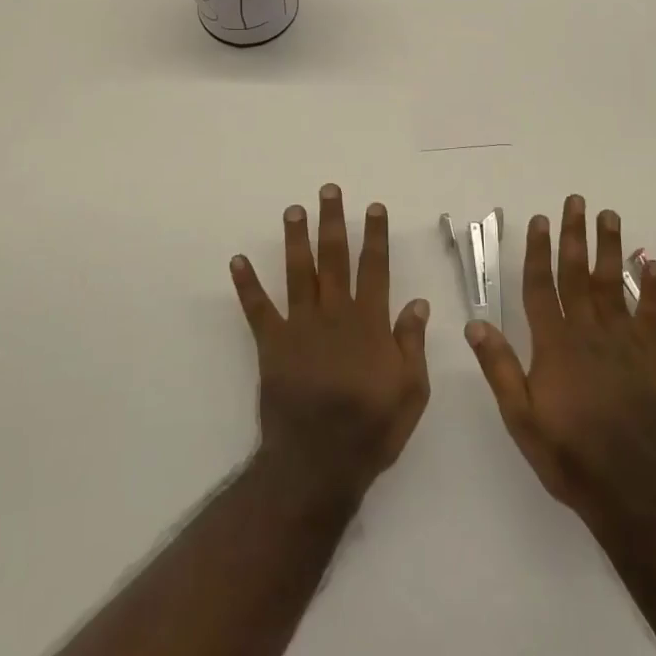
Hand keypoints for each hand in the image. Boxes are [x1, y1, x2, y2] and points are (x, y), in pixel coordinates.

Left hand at [230, 185, 430, 506]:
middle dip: (333, 222)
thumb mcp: (411, 391)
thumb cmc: (371, 428)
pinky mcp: (272, 344)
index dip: (375, 236)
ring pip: (299, 272)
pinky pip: (257, 309)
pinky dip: (246, 284)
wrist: (318, 464)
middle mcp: (334, 314)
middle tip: (328, 191)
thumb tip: (418, 302)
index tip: (373, 207)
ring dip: (296, 239)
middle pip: (334, 258)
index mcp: (369, 323)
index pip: (375, 268)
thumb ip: (412, 343)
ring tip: (293, 209)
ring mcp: (300, 327)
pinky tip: (237, 260)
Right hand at [466, 196, 655, 536]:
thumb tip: (474, 323)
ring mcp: (622, 344)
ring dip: (611, 248)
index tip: (538, 221)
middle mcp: (588, 334)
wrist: (634, 491)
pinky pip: (651, 316)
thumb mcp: (520, 418)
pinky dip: (653, 290)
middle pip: (578, 275)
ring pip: (613, 285)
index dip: (537, 252)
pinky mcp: (650, 360)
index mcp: (554, 345)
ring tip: (609, 216)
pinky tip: (653, 264)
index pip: (541, 287)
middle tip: (575, 201)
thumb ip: (499, 368)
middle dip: (574, 236)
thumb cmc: (569, 455)